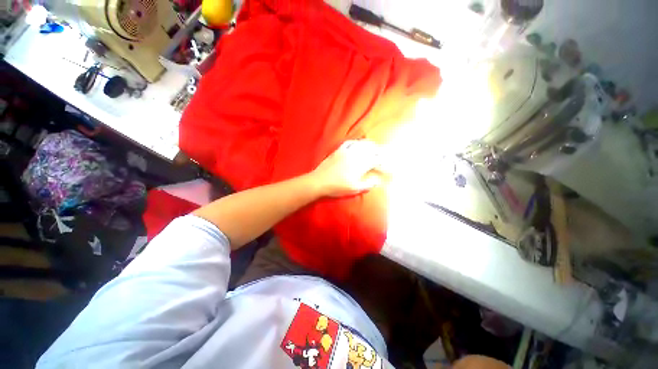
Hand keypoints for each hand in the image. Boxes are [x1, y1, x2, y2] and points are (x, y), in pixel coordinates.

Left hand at [310, 140, 382, 196]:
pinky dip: (357, 142)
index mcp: (360, 165)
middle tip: (383, 155)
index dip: (383, 163)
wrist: (319, 181)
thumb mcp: (354, 189)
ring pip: (361, 144)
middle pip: (371, 149)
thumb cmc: (337, 187)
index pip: (376, 160)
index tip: (386, 167)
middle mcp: (355, 155)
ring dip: (370, 145)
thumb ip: (367, 184)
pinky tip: (358, 144)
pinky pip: (349, 143)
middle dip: (379, 151)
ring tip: (374, 147)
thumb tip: (377, 180)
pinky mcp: (338, 150)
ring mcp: (346, 151)